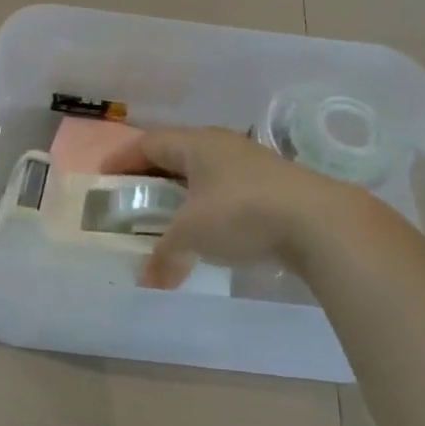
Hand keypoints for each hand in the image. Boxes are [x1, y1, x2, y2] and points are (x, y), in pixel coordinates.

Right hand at [98, 127, 362, 288]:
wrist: (320, 223)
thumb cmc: (241, 214)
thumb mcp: (191, 235)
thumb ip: (164, 256)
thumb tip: (148, 282)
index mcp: (196, 144)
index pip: (149, 143)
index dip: (123, 159)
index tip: (104, 177)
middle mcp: (222, 146)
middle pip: (176, 154)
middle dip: (151, 175)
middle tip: (132, 197)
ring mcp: (252, 165)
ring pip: (205, 173)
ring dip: (182, 193)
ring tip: (167, 216)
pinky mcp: (275, 187)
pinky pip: (227, 191)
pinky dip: (208, 207)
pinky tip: (209, 230)